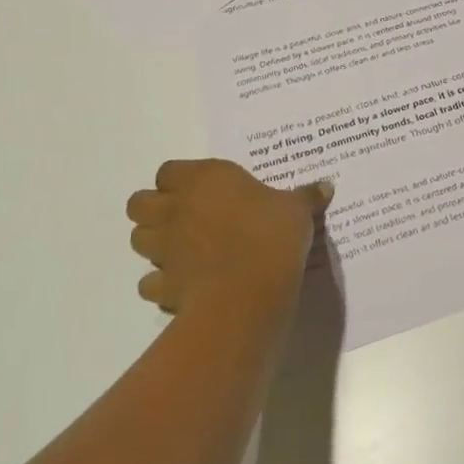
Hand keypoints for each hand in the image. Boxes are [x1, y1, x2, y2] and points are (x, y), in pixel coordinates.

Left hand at [125, 160, 333, 313]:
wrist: (248, 293)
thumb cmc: (271, 235)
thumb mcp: (297, 210)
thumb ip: (305, 197)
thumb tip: (325, 186)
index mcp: (204, 179)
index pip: (169, 170)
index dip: (180, 179)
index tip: (204, 188)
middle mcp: (176, 209)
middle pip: (139, 203)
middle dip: (155, 208)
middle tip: (185, 216)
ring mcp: (164, 249)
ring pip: (138, 239)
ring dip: (154, 242)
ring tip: (183, 248)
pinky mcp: (162, 286)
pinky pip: (150, 282)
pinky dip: (162, 282)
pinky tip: (186, 284)